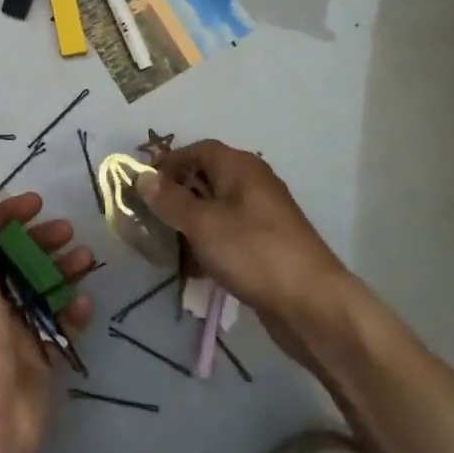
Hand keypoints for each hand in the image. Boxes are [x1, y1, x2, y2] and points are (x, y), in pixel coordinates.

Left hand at [0, 186, 95, 452]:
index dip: (10, 215)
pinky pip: (60, 324)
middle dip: (43, 240)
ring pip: (43, 287)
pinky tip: (85, 304)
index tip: (38, 203)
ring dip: (64, 269)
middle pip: (18, 258)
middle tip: (68, 231)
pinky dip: (73, 311)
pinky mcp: (40, 356)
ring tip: (87, 260)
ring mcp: (14, 330)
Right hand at [137, 141, 344, 342]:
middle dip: (178, 195)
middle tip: (152, 217)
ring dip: (192, 222)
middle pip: (207, 177)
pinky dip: (211, 243)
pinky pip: (231, 233)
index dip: (169, 164)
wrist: (311, 303)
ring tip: (169, 244)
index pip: (197, 150)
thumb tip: (142, 176)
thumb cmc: (251, 251)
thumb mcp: (201, 223)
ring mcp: (263, 215)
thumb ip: (169, 199)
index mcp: (239, 166)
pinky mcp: (268, 244)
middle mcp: (253, 183)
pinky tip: (197, 267)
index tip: (145, 187)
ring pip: (218, 208)